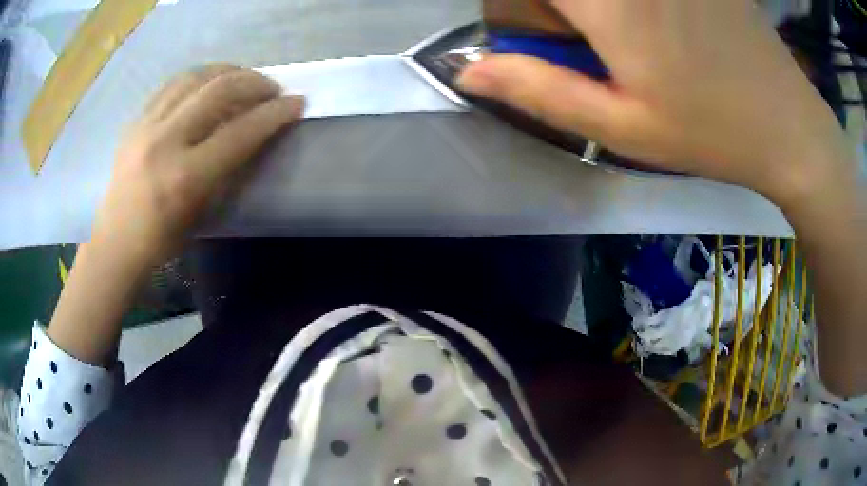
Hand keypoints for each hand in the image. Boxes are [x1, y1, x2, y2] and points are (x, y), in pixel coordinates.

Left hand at [92, 65, 303, 266]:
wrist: (116, 241)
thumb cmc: (163, 239)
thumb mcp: (203, 212)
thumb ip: (229, 168)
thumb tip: (254, 131)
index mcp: (185, 178)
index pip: (240, 132)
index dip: (274, 114)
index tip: (296, 102)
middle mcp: (165, 142)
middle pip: (219, 89)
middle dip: (255, 82)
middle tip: (271, 88)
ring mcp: (146, 125)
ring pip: (195, 76)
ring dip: (227, 71)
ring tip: (242, 79)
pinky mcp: (136, 119)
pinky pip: (173, 83)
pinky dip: (198, 77)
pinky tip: (208, 83)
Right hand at [458, 0, 854, 208]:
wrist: (789, 124)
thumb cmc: (711, 132)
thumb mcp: (623, 127)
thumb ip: (539, 90)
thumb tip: (469, 72)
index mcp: (607, 2)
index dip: (519, 11)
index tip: (542, 37)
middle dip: (555, 11)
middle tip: (586, 38)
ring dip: (591, 11)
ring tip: (625, 36)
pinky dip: (623, 7)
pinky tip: (656, 25)